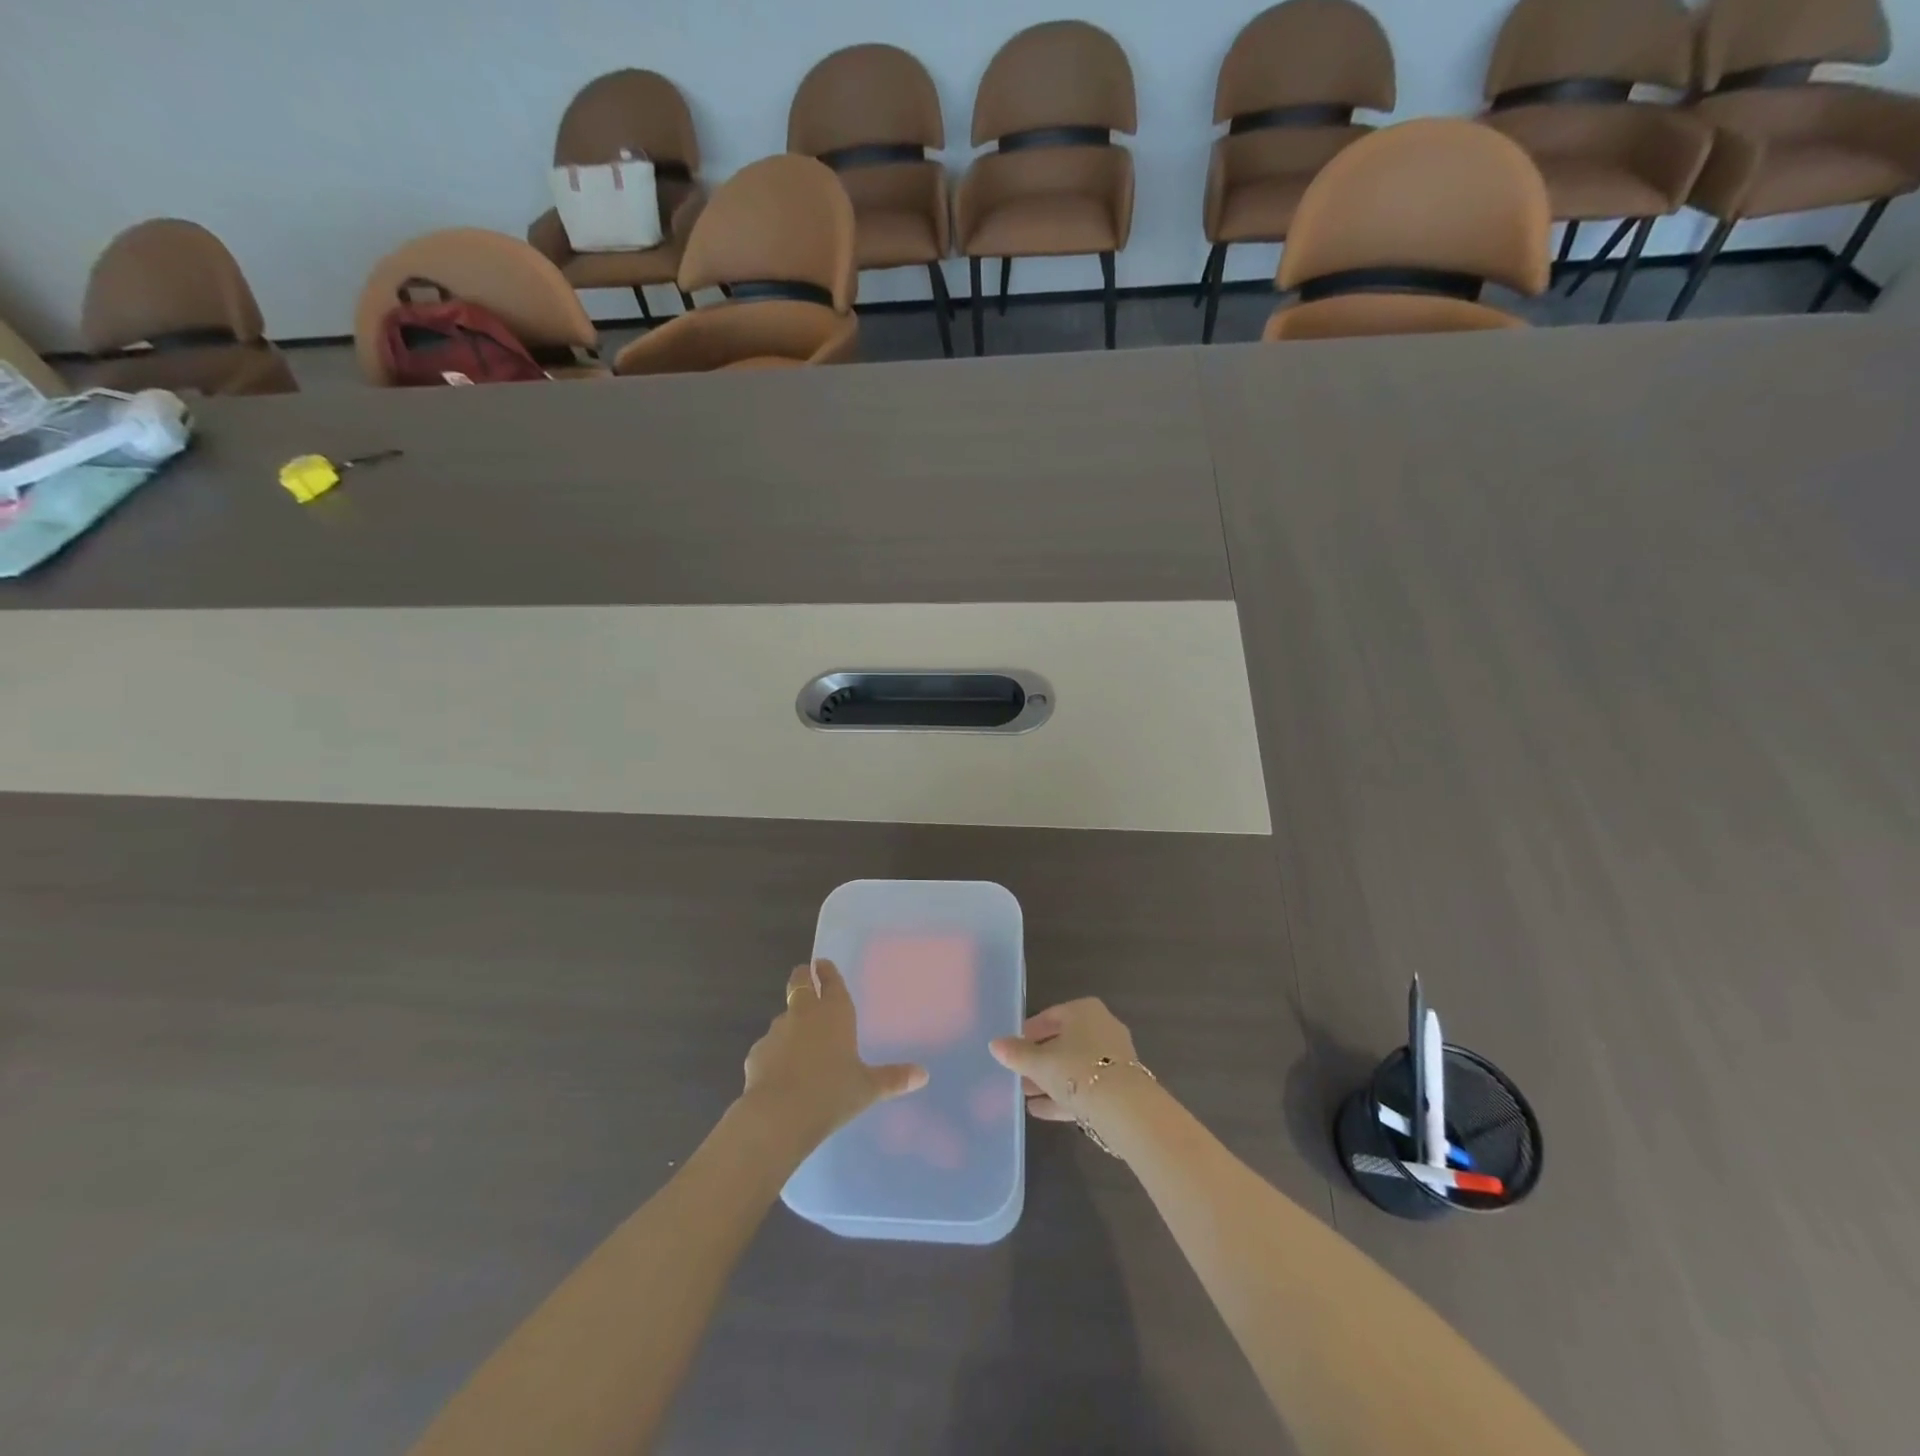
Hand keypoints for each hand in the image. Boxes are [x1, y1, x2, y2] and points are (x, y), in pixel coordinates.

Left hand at [740, 960, 928, 1150]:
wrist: (778, 1116)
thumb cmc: (831, 1094)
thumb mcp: (867, 1088)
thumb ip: (893, 1079)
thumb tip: (924, 1075)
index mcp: (834, 1012)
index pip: (830, 980)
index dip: (826, 970)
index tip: (822, 963)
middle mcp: (804, 1013)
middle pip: (799, 983)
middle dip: (803, 977)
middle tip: (806, 976)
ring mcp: (777, 1031)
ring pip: (783, 1017)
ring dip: (790, 1022)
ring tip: (797, 1040)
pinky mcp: (756, 1052)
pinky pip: (769, 1047)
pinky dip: (775, 1053)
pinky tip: (780, 1072)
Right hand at [988, 997, 1141, 1124]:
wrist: (1125, 1109)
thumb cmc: (1077, 1070)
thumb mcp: (1039, 1062)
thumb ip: (1016, 1053)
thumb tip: (994, 1044)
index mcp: (1084, 1011)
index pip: (1050, 1016)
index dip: (1029, 1033)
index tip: (1013, 1048)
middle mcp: (1102, 1028)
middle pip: (1063, 1042)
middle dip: (1038, 1059)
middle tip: (1017, 1073)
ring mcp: (1113, 1058)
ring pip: (1074, 1066)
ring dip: (1050, 1079)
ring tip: (1024, 1094)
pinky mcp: (1119, 1086)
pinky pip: (1085, 1087)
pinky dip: (1064, 1095)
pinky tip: (1040, 1110)